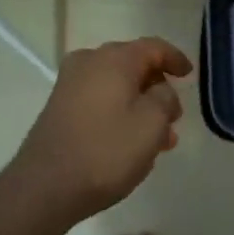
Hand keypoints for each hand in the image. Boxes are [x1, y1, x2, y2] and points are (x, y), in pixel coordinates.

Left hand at [11, 38, 190, 222]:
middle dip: (157, 87)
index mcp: (114, 58)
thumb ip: (165, 99)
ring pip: (116, 85)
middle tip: (174, 116)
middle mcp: (90, 61)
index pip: (153, 47)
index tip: (190, 75)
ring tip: (158, 139)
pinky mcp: (58, 106)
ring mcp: (70, 83)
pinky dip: (118, 111)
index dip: (175, 58)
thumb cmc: (105, 151)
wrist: (44, 187)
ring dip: (139, 104)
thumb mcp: (152, 125)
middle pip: (133, 64)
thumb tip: (160, 90)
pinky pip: (99, 98)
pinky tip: (129, 141)